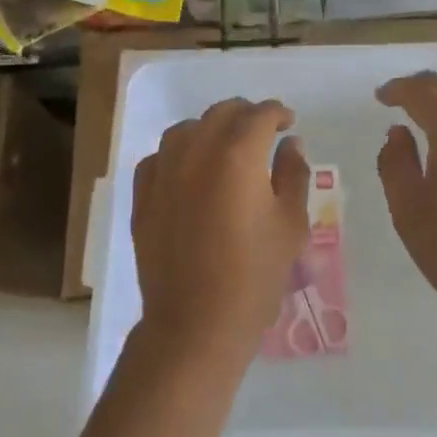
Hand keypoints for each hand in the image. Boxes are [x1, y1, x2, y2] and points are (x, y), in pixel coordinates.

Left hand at [132, 98, 310, 371]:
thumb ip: (293, 174)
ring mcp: (163, 172)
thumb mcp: (291, 224)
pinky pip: (160, 157)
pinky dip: (180, 154)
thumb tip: (291, 144)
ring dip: (211, 130)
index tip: (289, 124)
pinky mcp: (142, 196)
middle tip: (264, 134)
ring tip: (226, 149)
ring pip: (187, 129)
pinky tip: (190, 172)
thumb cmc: (255, 275)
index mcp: (238, 154)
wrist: (196, 324)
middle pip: (223, 113)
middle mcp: (197, 151)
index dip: (279, 113)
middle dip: (247, 116)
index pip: (261, 114)